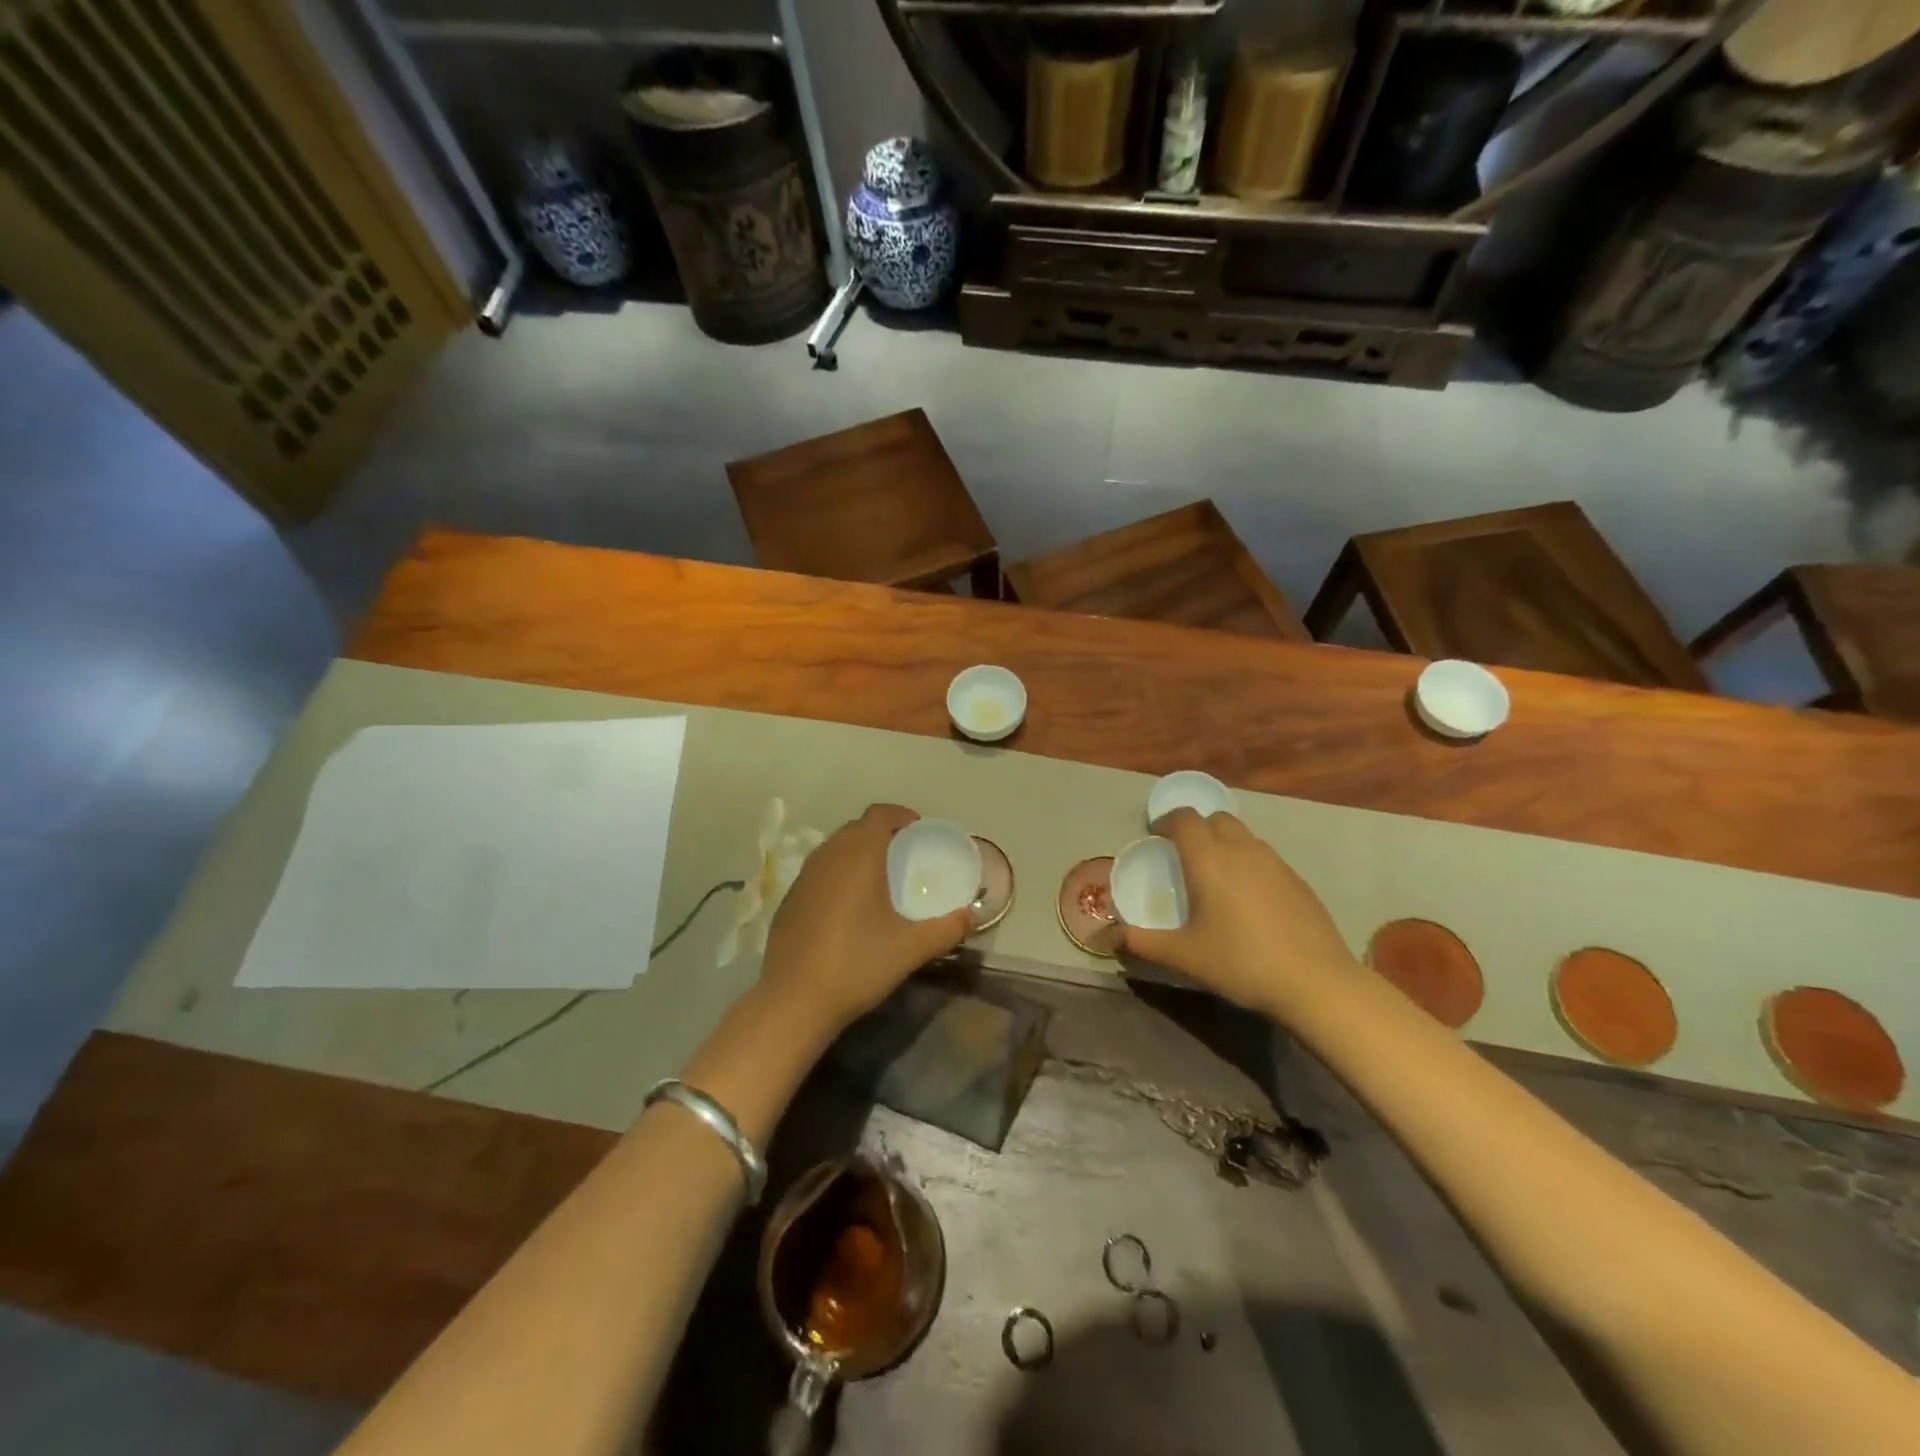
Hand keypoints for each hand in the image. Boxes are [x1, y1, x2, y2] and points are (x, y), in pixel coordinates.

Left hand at [760, 804, 972, 1036]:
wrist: (794, 1001)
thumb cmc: (857, 964)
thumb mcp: (911, 948)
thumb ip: (947, 929)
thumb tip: (973, 916)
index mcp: (858, 856)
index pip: (879, 814)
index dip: (901, 816)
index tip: (919, 831)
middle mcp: (828, 857)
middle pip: (856, 828)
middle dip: (881, 833)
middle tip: (905, 854)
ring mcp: (803, 878)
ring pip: (834, 849)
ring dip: (857, 853)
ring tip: (879, 878)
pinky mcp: (788, 901)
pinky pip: (819, 872)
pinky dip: (838, 874)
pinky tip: (849, 907)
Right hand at [1121, 809, 1357, 1013]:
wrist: (1316, 982)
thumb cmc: (1241, 962)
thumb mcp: (1183, 955)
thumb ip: (1141, 942)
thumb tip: (1105, 937)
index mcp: (1208, 859)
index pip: (1184, 818)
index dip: (1166, 821)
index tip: (1156, 836)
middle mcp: (1241, 849)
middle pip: (1215, 819)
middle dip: (1196, 828)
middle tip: (1183, 855)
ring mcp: (1275, 862)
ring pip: (1243, 836)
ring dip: (1224, 843)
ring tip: (1215, 876)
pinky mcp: (1298, 880)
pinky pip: (1264, 857)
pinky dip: (1248, 863)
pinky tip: (1248, 899)